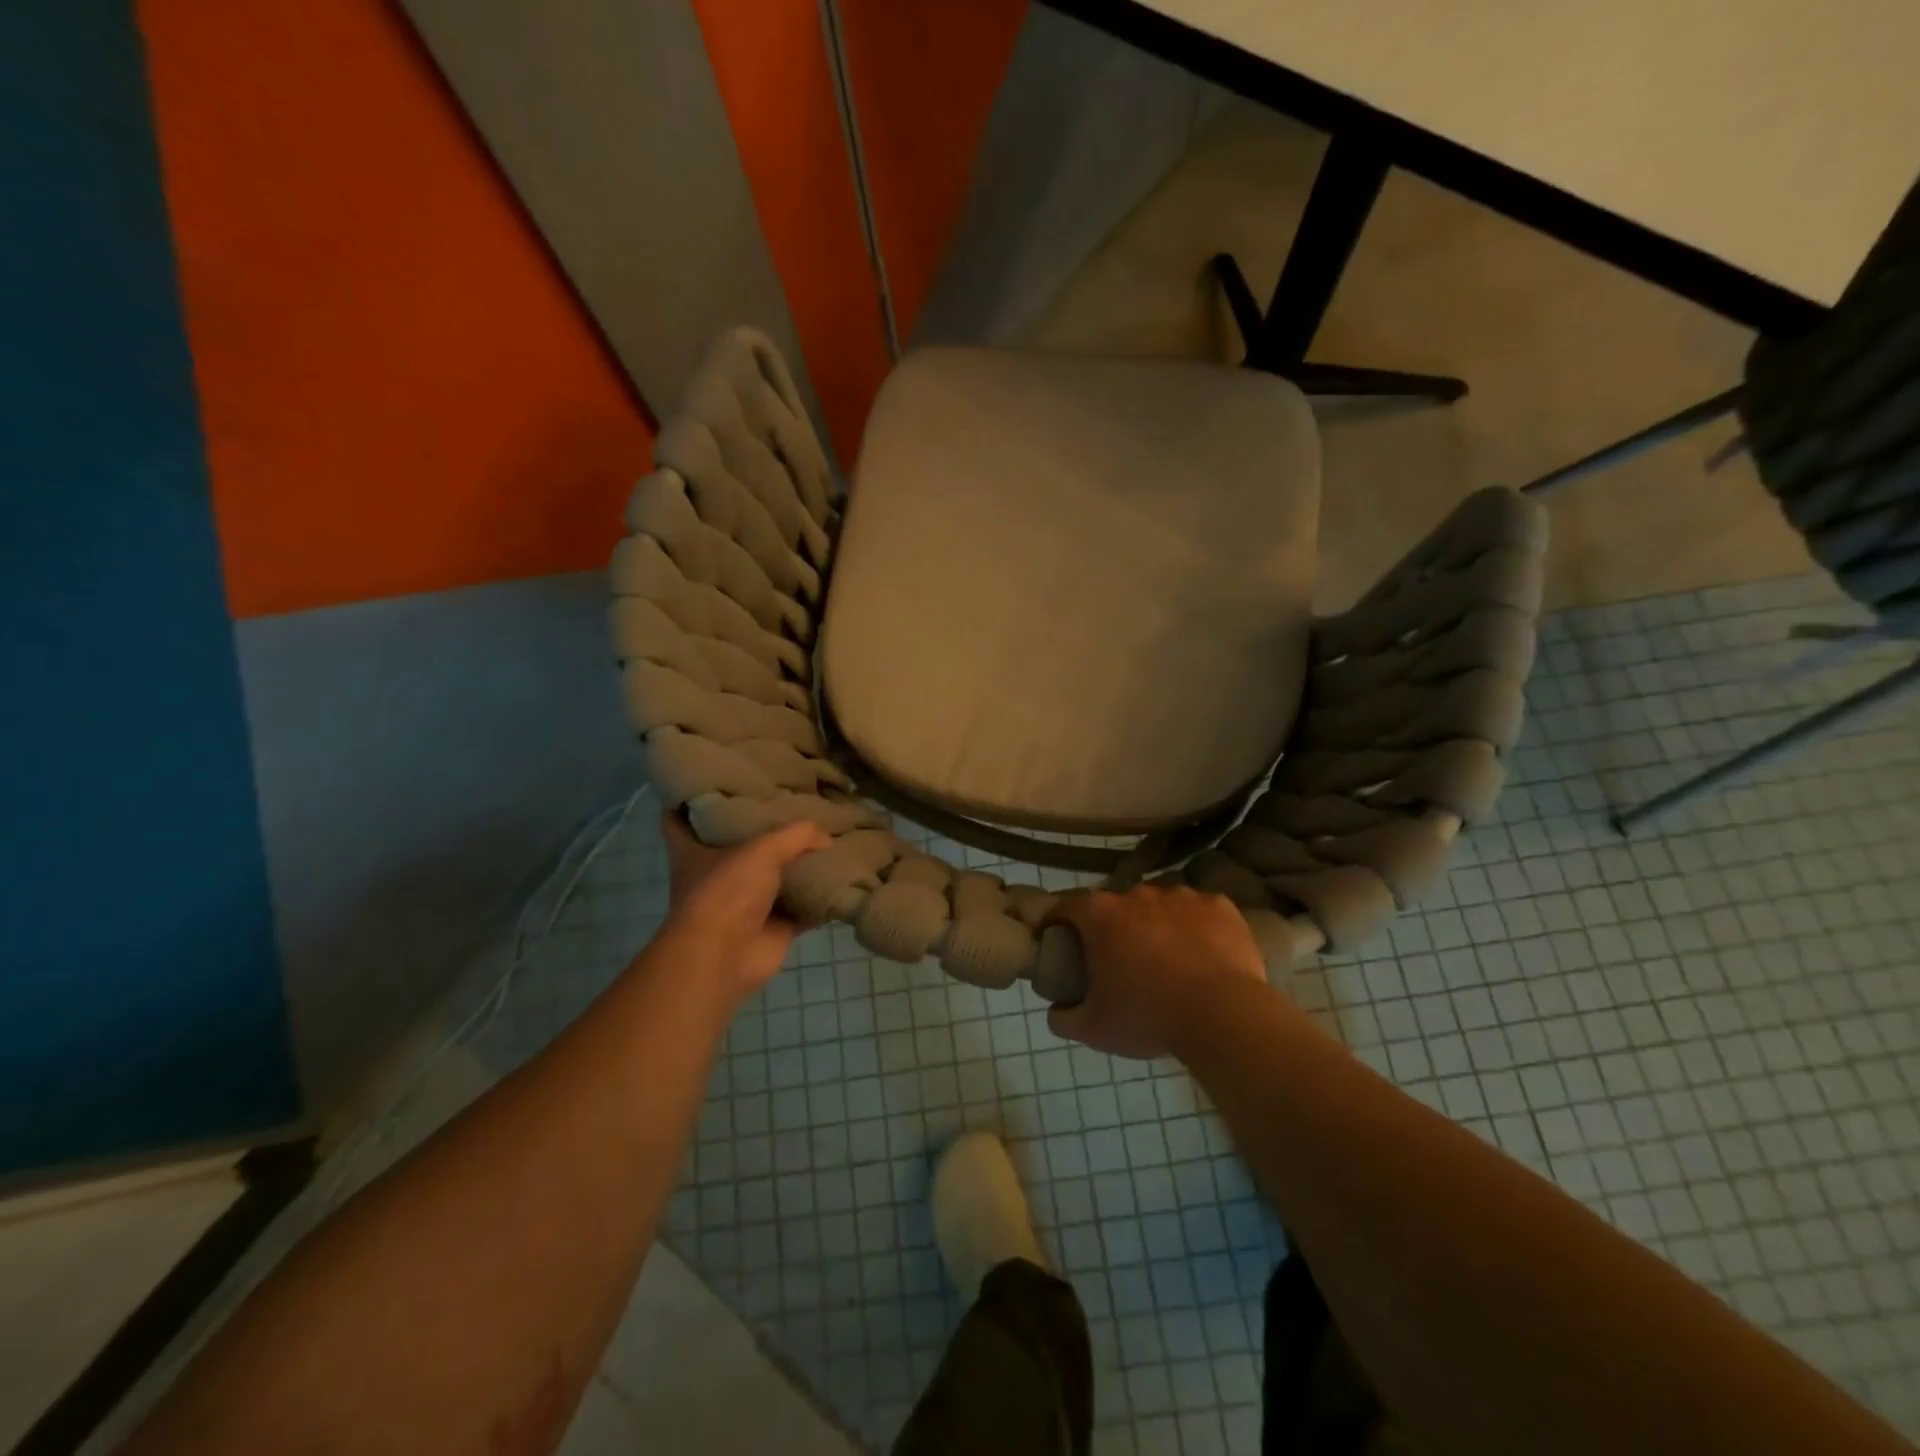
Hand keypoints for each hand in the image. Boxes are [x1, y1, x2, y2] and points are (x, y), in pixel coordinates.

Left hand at [658, 812, 830, 1005]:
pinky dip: (821, 901)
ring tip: (828, 840)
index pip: (678, 821)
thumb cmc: (726, 892)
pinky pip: (803, 910)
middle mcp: (716, 876)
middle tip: (791, 805)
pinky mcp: (772, 929)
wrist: (725, 957)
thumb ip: (797, 835)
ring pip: (774, 879)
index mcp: (693, 852)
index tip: (708, 783)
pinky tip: (844, 882)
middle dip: (760, 832)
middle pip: (737, 848)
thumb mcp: (762, 849)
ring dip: (797, 867)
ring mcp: (744, 905)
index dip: (687, 801)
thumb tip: (826, 838)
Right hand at [1045, 885, 1273, 1060]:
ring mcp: (1181, 896)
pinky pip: (1199, 913)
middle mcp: (1137, 894)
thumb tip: (1056, 1010)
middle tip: (1119, 960)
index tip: (1058, 941)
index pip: (1065, 908)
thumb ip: (1064, 1017)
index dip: (1057, 923)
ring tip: (1167, 960)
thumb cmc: (1148, 1017)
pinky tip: (1203, 956)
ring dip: (1156, 926)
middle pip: (1115, 906)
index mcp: (1100, 914)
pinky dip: (1196, 928)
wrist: (1223, 1017)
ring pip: (1159, 906)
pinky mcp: (1219, 905)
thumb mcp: (1093, 1029)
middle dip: (1113, 928)